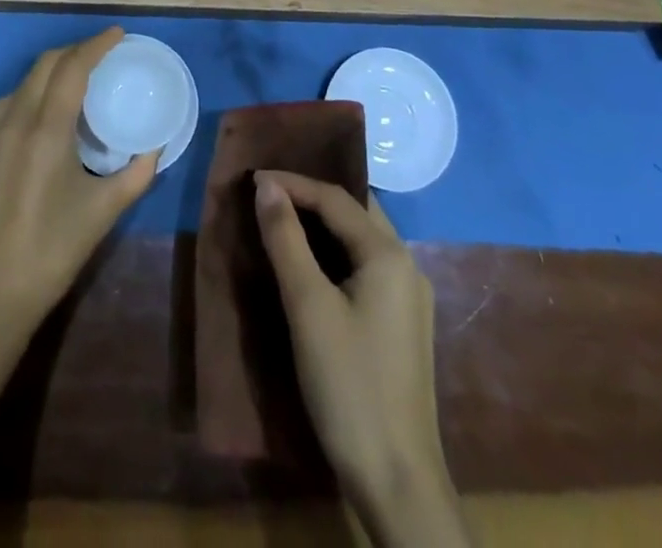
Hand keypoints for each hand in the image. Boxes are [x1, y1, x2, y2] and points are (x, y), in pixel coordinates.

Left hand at [0, 28, 159, 342]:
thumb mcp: (104, 211)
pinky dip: (36, 87)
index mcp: (47, 130)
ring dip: (55, 66)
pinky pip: (13, 99)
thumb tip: (155, 147)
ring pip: (26, 79)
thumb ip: (136, 174)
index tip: (118, 34)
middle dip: (76, 50)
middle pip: (46, 64)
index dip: (95, 45)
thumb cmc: (53, 250)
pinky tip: (51, 106)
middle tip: (105, 53)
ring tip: (82, 74)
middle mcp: (18, 121)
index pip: (72, 68)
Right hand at [253, 170, 450, 509]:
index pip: (336, 197)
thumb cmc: (349, 385)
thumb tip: (266, 186)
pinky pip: (366, 266)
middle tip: (269, 193)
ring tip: (283, 220)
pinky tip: (312, 266)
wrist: (398, 481)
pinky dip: (336, 253)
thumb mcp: (308, 306)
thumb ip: (286, 239)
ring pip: (362, 239)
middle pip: (355, 212)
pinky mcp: (402, 325)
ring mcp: (409, 297)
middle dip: (312, 196)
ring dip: (324, 225)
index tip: (252, 179)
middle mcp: (406, 265)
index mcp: (389, 254)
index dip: (293, 183)